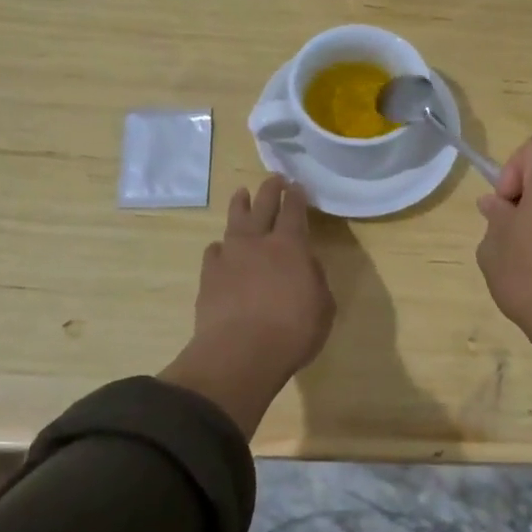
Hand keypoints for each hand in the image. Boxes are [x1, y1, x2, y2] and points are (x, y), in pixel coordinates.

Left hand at [161, 176, 334, 436]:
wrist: (239, 353)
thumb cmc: (292, 332)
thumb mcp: (323, 307)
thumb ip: (316, 280)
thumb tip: (307, 266)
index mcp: (290, 246)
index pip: (294, 211)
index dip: (296, 196)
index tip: (297, 185)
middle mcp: (258, 243)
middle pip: (263, 206)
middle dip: (270, 190)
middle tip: (273, 179)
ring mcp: (229, 257)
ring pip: (234, 221)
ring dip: (239, 206)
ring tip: (241, 194)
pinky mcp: (209, 276)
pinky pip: (214, 251)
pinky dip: (221, 247)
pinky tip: (221, 248)